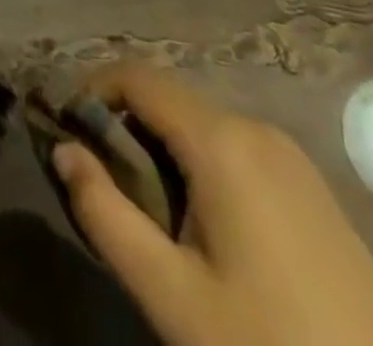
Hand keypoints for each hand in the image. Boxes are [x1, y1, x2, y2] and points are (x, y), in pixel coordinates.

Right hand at [53, 66, 372, 345]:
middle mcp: (254, 126)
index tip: (63, 128)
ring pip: (199, 122)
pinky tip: (198, 222)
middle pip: (168, 98)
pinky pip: (234, 147)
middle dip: (123, 123)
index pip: (136, 77)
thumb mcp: (173, 295)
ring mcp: (289, 154)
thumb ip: (106, 214)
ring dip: (159, 144)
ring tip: (140, 205)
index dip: (91, 90)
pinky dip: (197, 161)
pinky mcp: (310, 185)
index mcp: (220, 140)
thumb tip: (62, 151)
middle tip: (96, 177)